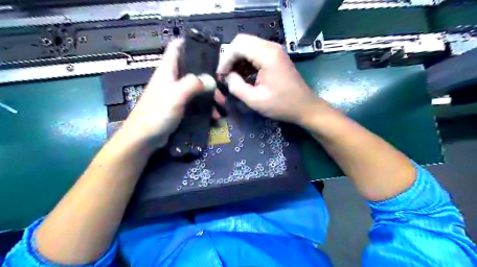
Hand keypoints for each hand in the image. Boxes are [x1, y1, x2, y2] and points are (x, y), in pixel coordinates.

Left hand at [119, 39, 223, 147]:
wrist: (144, 138)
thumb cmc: (157, 114)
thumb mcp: (175, 96)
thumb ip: (193, 84)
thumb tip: (212, 80)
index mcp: (168, 70)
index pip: (177, 48)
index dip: (191, 44)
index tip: (209, 50)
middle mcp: (172, 79)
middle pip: (193, 69)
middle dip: (209, 77)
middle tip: (221, 87)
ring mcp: (176, 94)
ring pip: (197, 87)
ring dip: (210, 94)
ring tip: (221, 105)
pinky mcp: (179, 106)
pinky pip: (196, 102)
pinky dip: (205, 106)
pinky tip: (214, 115)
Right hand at [217, 34, 326, 125]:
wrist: (305, 107)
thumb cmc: (281, 105)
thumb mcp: (255, 100)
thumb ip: (236, 87)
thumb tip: (228, 76)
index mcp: (267, 55)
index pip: (237, 46)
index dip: (225, 60)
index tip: (221, 76)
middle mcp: (271, 47)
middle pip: (242, 41)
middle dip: (230, 57)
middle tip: (226, 75)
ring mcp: (275, 50)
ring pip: (248, 45)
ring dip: (238, 59)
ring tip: (234, 77)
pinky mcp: (276, 56)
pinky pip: (256, 52)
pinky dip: (247, 61)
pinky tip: (244, 75)